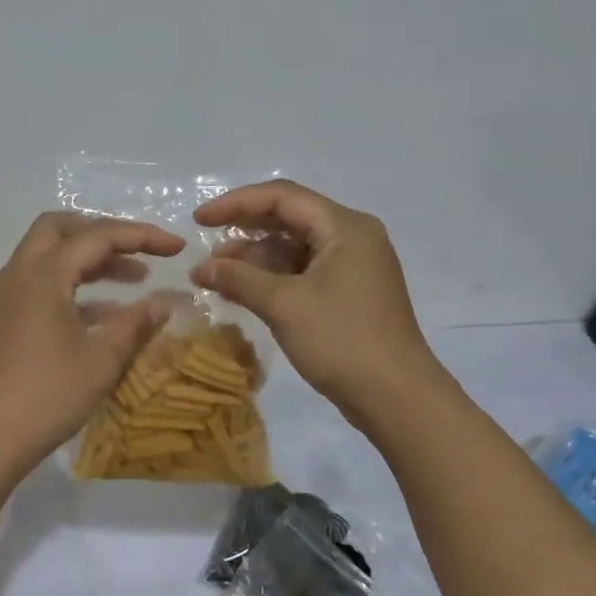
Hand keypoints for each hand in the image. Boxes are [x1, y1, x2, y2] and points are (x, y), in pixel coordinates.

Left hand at [0, 212, 185, 471]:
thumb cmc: (48, 395)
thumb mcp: (102, 360)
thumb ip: (135, 324)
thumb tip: (164, 304)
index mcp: (43, 274)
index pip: (97, 236)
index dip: (142, 236)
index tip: (178, 248)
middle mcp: (18, 273)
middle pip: (61, 228)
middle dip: (104, 233)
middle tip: (140, 251)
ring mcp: (6, 295)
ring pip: (48, 255)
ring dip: (89, 260)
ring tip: (135, 279)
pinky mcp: (2, 318)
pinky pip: (39, 283)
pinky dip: (72, 285)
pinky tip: (105, 313)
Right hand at [190, 180, 443, 428]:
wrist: (396, 398)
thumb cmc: (341, 340)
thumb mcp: (283, 305)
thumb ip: (238, 279)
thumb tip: (200, 268)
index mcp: (344, 227)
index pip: (282, 197)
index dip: (236, 203)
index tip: (199, 220)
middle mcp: (351, 238)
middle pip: (289, 219)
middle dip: (244, 232)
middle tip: (206, 249)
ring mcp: (352, 267)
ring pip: (294, 248)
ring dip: (254, 259)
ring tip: (216, 278)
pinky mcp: (348, 294)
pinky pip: (303, 272)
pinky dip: (271, 279)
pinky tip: (241, 293)